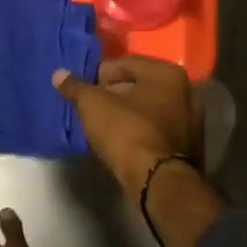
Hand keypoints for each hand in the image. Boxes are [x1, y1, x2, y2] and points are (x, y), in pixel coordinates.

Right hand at [52, 56, 199, 195]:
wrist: (155, 182)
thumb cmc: (126, 131)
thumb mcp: (93, 104)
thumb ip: (75, 87)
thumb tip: (58, 74)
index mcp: (167, 73)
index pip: (124, 64)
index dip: (99, 76)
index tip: (84, 93)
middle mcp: (184, 91)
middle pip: (137, 85)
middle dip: (112, 95)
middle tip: (91, 109)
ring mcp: (188, 120)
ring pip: (146, 109)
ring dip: (124, 114)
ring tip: (101, 126)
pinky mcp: (184, 145)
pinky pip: (152, 129)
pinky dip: (136, 131)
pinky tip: (119, 142)